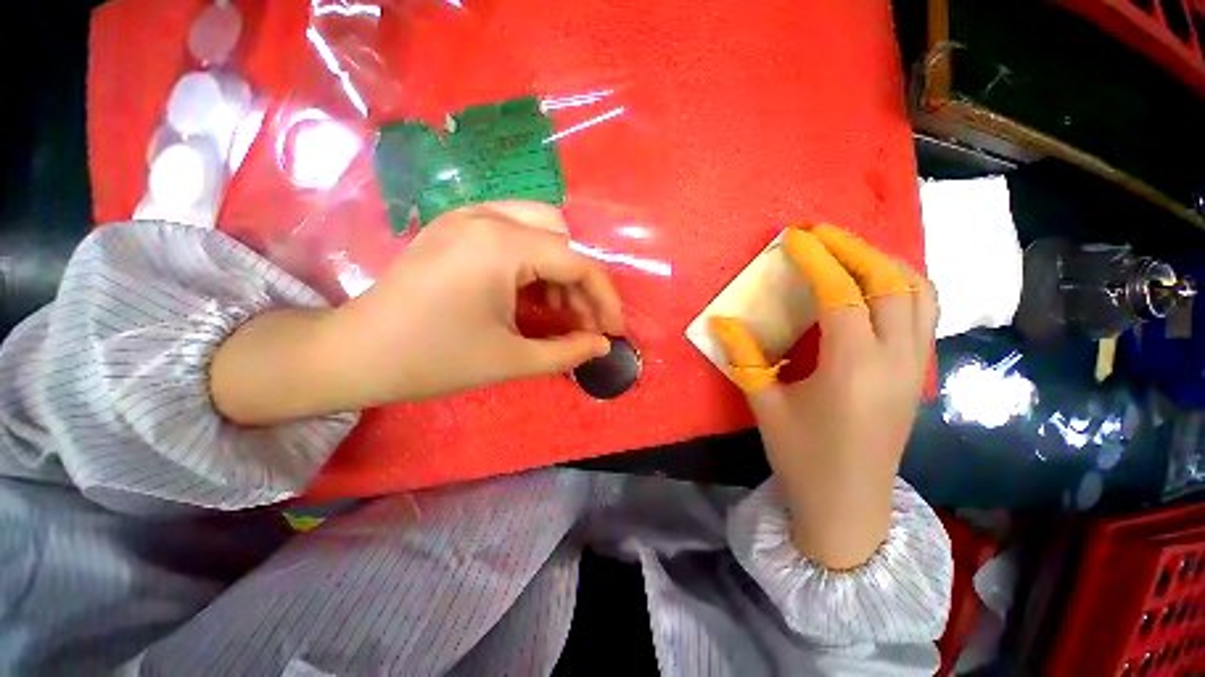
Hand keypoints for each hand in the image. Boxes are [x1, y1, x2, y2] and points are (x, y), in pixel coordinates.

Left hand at [211, 202, 623, 423]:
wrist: (354, 354)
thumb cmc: (432, 360)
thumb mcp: (511, 360)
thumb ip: (567, 352)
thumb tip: (602, 346)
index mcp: (499, 245)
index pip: (576, 261)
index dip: (603, 297)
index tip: (613, 330)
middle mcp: (486, 216)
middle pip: (562, 237)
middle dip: (581, 281)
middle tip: (584, 321)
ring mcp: (467, 216)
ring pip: (540, 229)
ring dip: (560, 270)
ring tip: (561, 310)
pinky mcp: (456, 227)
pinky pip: (514, 232)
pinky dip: (535, 262)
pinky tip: (532, 293)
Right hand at [711, 225, 936, 569]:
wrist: (849, 508)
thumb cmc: (802, 458)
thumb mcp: (765, 406)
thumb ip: (744, 358)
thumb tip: (719, 322)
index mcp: (853, 368)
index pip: (842, 294)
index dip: (818, 260)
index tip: (796, 238)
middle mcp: (895, 360)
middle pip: (891, 283)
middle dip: (856, 249)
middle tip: (822, 235)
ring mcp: (913, 368)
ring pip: (920, 295)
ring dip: (886, 263)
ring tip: (850, 252)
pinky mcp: (916, 375)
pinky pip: (923, 314)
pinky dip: (902, 286)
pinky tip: (873, 287)